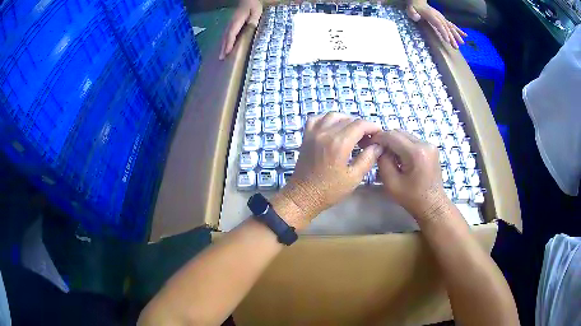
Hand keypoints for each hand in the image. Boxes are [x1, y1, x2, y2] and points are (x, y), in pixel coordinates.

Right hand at [219, 0, 262, 59]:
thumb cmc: (253, 5)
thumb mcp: (256, 11)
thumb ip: (253, 20)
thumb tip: (251, 27)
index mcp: (237, 21)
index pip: (231, 34)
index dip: (229, 43)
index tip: (227, 52)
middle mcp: (231, 23)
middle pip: (226, 37)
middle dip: (223, 47)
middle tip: (221, 58)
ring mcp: (231, 23)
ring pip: (225, 36)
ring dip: (223, 45)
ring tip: (222, 55)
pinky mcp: (232, 24)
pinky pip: (227, 34)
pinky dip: (225, 41)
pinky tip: (226, 46)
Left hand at [272, 113, 383, 228]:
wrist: (303, 196)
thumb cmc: (329, 191)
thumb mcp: (354, 177)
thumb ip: (368, 159)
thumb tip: (378, 146)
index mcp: (339, 143)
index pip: (360, 125)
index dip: (372, 127)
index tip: (379, 135)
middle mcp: (325, 133)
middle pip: (348, 119)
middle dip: (362, 126)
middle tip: (368, 140)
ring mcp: (313, 133)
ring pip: (333, 115)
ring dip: (346, 120)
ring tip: (353, 133)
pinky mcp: (306, 136)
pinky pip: (317, 119)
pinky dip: (328, 119)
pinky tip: (334, 128)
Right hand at [372, 130, 448, 220]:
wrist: (433, 205)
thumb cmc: (411, 198)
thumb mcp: (391, 183)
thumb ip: (383, 161)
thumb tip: (379, 149)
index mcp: (416, 152)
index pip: (392, 136)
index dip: (378, 138)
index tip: (368, 145)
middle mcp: (425, 143)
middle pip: (399, 132)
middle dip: (386, 140)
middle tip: (377, 152)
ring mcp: (430, 145)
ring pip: (405, 135)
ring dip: (395, 143)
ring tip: (389, 157)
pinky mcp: (431, 148)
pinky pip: (412, 141)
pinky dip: (403, 146)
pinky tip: (400, 159)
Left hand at [406, 2, 466, 48]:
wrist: (418, 2)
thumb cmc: (414, 7)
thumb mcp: (410, 9)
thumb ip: (413, 13)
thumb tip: (417, 18)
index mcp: (431, 15)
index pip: (439, 24)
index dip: (443, 32)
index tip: (447, 40)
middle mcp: (439, 17)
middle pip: (446, 28)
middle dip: (451, 37)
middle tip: (455, 47)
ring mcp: (442, 18)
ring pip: (450, 27)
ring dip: (456, 35)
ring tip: (462, 43)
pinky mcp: (443, 19)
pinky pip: (452, 25)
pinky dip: (458, 30)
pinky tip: (465, 35)